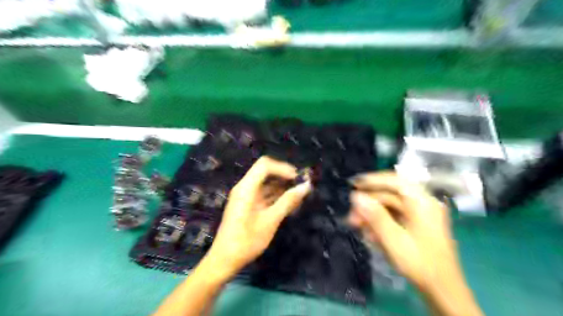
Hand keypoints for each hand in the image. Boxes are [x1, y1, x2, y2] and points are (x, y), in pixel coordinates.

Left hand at [203, 157, 308, 277]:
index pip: (265, 165)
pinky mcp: (248, 205)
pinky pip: (264, 194)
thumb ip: (288, 201)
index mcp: (246, 188)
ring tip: (300, 195)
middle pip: (266, 172)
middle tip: (303, 185)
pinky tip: (290, 203)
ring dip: (283, 187)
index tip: (298, 179)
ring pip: (266, 184)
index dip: (283, 168)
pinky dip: (277, 196)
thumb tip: (306, 186)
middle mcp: (245, 187)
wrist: (224, 260)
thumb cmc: (247, 241)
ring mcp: (246, 196)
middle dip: (285, 177)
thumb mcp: (270, 220)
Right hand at [351, 172, 454, 289]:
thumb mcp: (394, 239)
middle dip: (369, 205)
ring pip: (390, 207)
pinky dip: (381, 222)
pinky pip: (395, 217)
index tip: (354, 184)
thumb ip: (375, 216)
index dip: (373, 180)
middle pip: (390, 195)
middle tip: (352, 217)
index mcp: (422, 202)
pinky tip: (370, 233)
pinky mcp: (417, 224)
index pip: (395, 181)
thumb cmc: (420, 263)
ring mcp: (421, 214)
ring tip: (358, 227)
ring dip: (373, 215)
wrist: (442, 290)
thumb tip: (356, 196)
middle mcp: (423, 203)